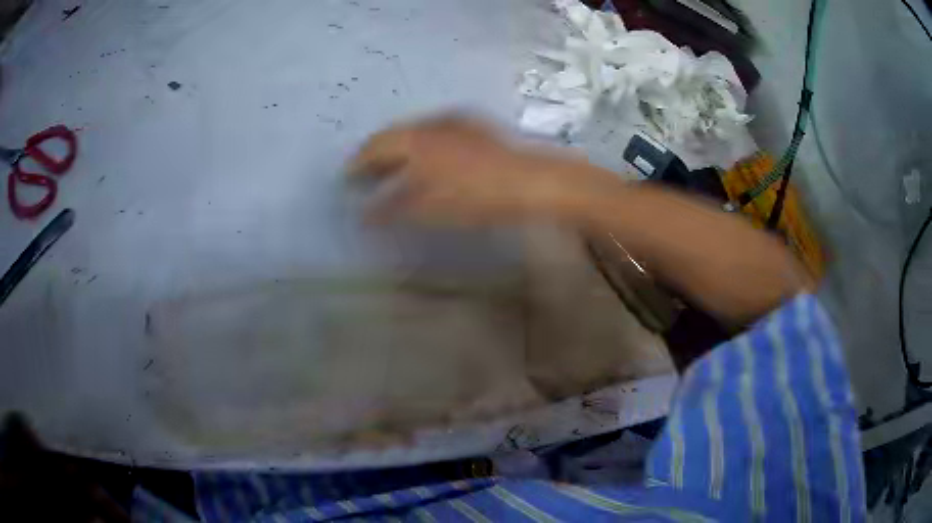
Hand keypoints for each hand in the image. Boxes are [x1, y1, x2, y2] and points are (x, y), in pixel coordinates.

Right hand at [348, 114, 599, 224]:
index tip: (347, 177)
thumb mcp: (430, 207)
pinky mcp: (474, 125)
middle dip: (376, 153)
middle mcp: (430, 123)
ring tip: (393, 166)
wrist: (531, 179)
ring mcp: (454, 120)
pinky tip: (428, 157)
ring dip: (399, 148)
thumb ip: (393, 208)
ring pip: (414, 131)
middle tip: (366, 172)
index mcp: (414, 140)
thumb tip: (365, 215)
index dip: (357, 164)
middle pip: (392, 135)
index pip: (374, 148)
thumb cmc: (477, 196)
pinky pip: (435, 130)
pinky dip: (422, 144)